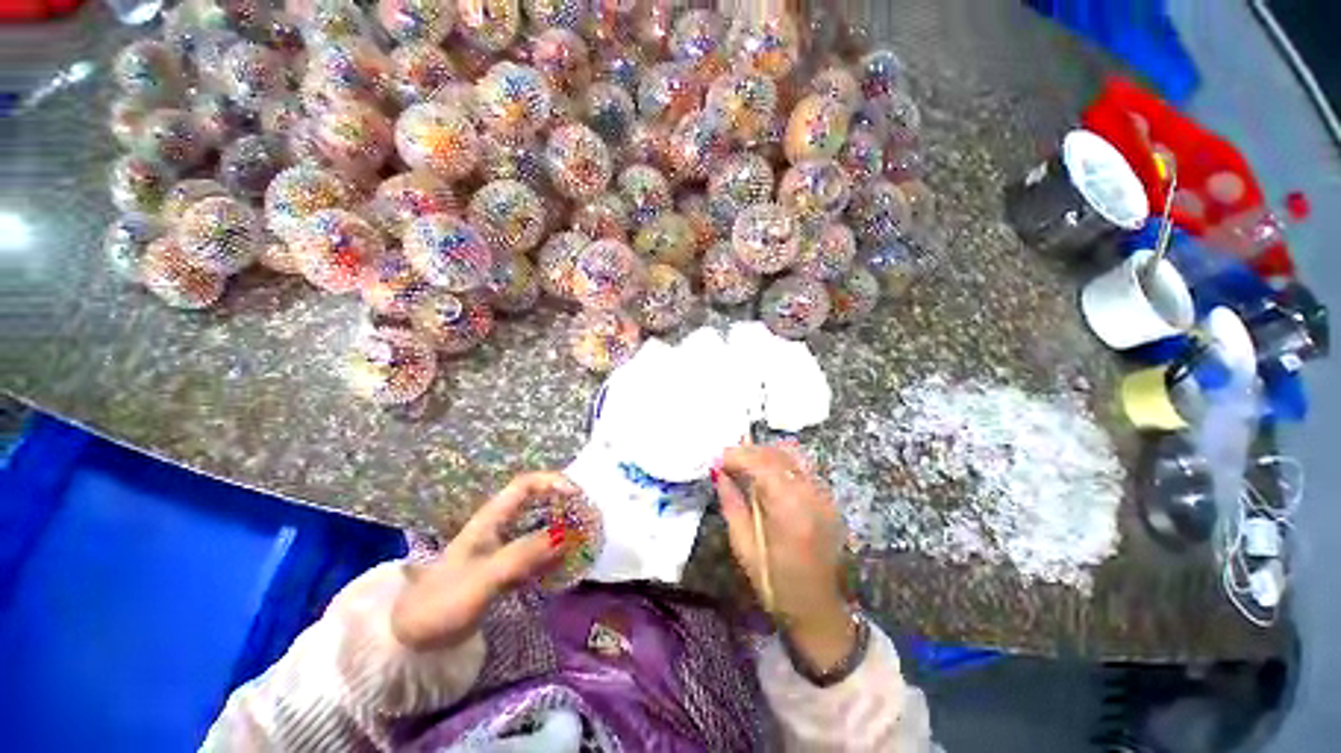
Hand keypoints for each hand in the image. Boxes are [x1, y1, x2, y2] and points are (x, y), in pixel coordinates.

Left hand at [391, 472, 574, 650]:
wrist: (413, 638)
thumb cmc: (443, 602)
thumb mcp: (484, 578)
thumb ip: (523, 556)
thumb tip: (565, 536)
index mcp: (492, 518)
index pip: (526, 484)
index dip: (553, 482)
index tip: (577, 496)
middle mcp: (500, 526)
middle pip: (538, 501)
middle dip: (564, 504)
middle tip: (588, 517)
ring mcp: (503, 547)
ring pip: (540, 526)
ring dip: (563, 528)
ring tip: (585, 539)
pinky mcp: (506, 567)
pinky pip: (537, 551)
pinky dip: (555, 553)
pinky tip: (567, 564)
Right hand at [712, 444, 856, 671]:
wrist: (818, 609)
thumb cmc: (775, 584)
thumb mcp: (744, 547)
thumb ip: (731, 503)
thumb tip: (718, 473)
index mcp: (788, 510)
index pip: (761, 464)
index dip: (736, 456)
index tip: (716, 460)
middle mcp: (810, 495)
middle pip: (777, 454)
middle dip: (748, 451)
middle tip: (725, 460)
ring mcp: (823, 495)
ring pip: (790, 456)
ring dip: (763, 454)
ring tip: (742, 463)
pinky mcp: (827, 498)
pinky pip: (800, 467)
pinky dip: (779, 463)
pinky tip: (764, 473)